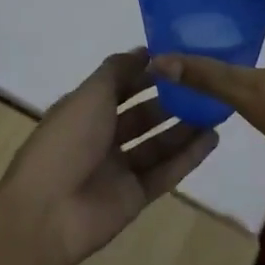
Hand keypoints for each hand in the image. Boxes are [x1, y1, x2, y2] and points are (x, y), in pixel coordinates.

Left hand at [0, 50, 218, 264]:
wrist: (47, 212)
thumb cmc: (67, 141)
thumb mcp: (90, 94)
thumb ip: (118, 70)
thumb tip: (143, 51)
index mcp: (85, 109)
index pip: (120, 85)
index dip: (145, 72)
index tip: (178, 58)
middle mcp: (102, 136)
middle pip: (142, 114)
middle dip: (170, 99)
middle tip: (204, 84)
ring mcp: (119, 168)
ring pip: (157, 143)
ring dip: (184, 126)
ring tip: (217, 108)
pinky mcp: (135, 196)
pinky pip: (166, 172)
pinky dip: (188, 157)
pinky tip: (213, 138)